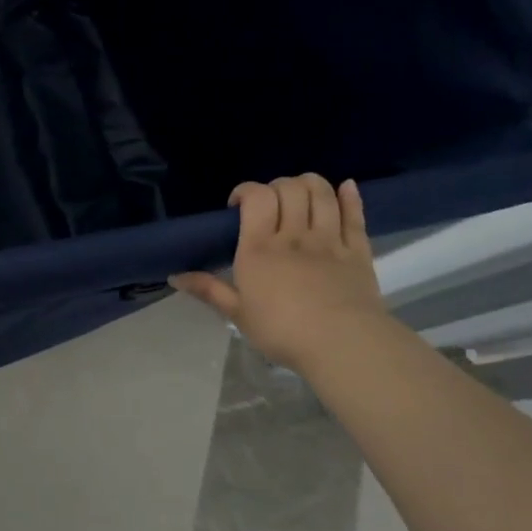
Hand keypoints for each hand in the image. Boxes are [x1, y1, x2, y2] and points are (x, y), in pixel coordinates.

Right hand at [170, 175, 387, 370]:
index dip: (245, 190)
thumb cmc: (283, 331)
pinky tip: (346, 187)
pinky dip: (349, 196)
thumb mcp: (238, 313)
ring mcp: (329, 240)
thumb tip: (173, 277)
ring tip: (301, 196)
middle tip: (270, 205)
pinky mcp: (358, 251)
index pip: (256, 196)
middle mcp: (293, 235)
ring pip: (321, 193)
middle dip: (277, 186)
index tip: (237, 207)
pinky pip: (355, 215)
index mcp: (259, 247)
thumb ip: (208, 290)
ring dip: (310, 184)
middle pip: (290, 188)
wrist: (343, 345)